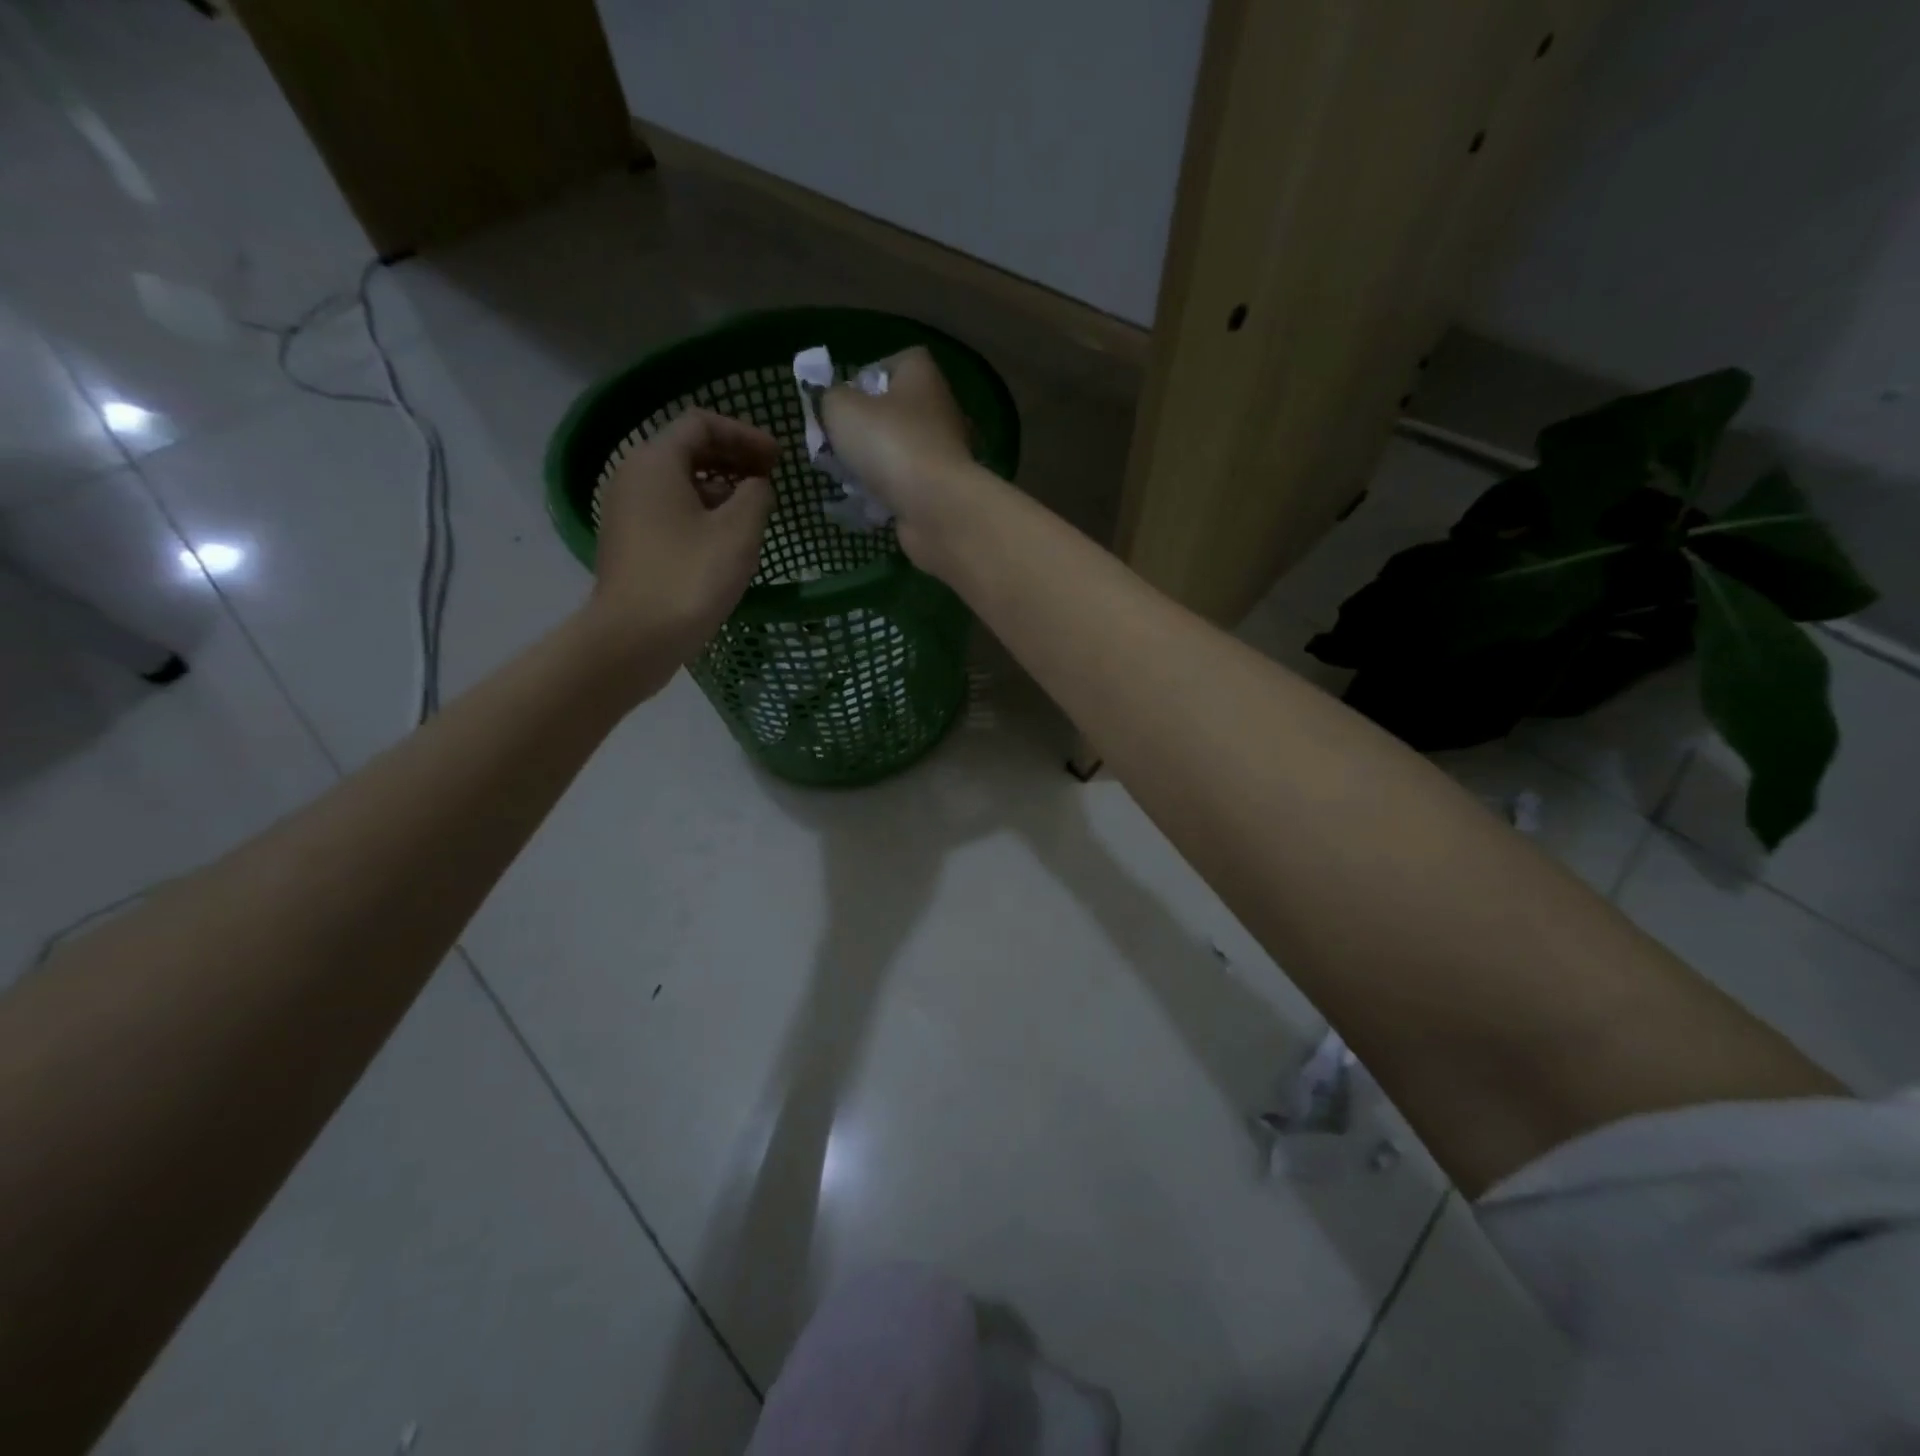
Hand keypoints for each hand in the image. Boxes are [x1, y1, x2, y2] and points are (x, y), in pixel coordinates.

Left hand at [583, 408, 776, 685]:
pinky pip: (670, 512)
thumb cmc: (690, 577)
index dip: (745, 434)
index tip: (778, 459)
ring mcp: (627, 512)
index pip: (702, 423)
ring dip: (721, 489)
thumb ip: (757, 495)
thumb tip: (757, 486)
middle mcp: (633, 477)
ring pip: (680, 484)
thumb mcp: (738, 532)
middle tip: (770, 480)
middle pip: (688, 450)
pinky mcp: (630, 543)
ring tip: (754, 512)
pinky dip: (702, 513)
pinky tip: (727, 541)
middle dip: (734, 459)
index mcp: (656, 462)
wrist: (635, 637)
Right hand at [820, 347, 982, 572]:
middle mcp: (939, 410)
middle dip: (864, 428)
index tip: (845, 401)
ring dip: (872, 464)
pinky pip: (905, 485)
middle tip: (837, 445)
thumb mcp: (841, 409)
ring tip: (847, 478)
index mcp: (921, 376)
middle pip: (894, 411)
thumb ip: (831, 399)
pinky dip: (886, 493)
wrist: (936, 507)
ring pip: (898, 451)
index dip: (868, 377)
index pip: (897, 362)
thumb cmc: (890, 444)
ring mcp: (943, 452)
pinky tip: (867, 503)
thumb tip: (835, 404)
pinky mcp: (941, 489)